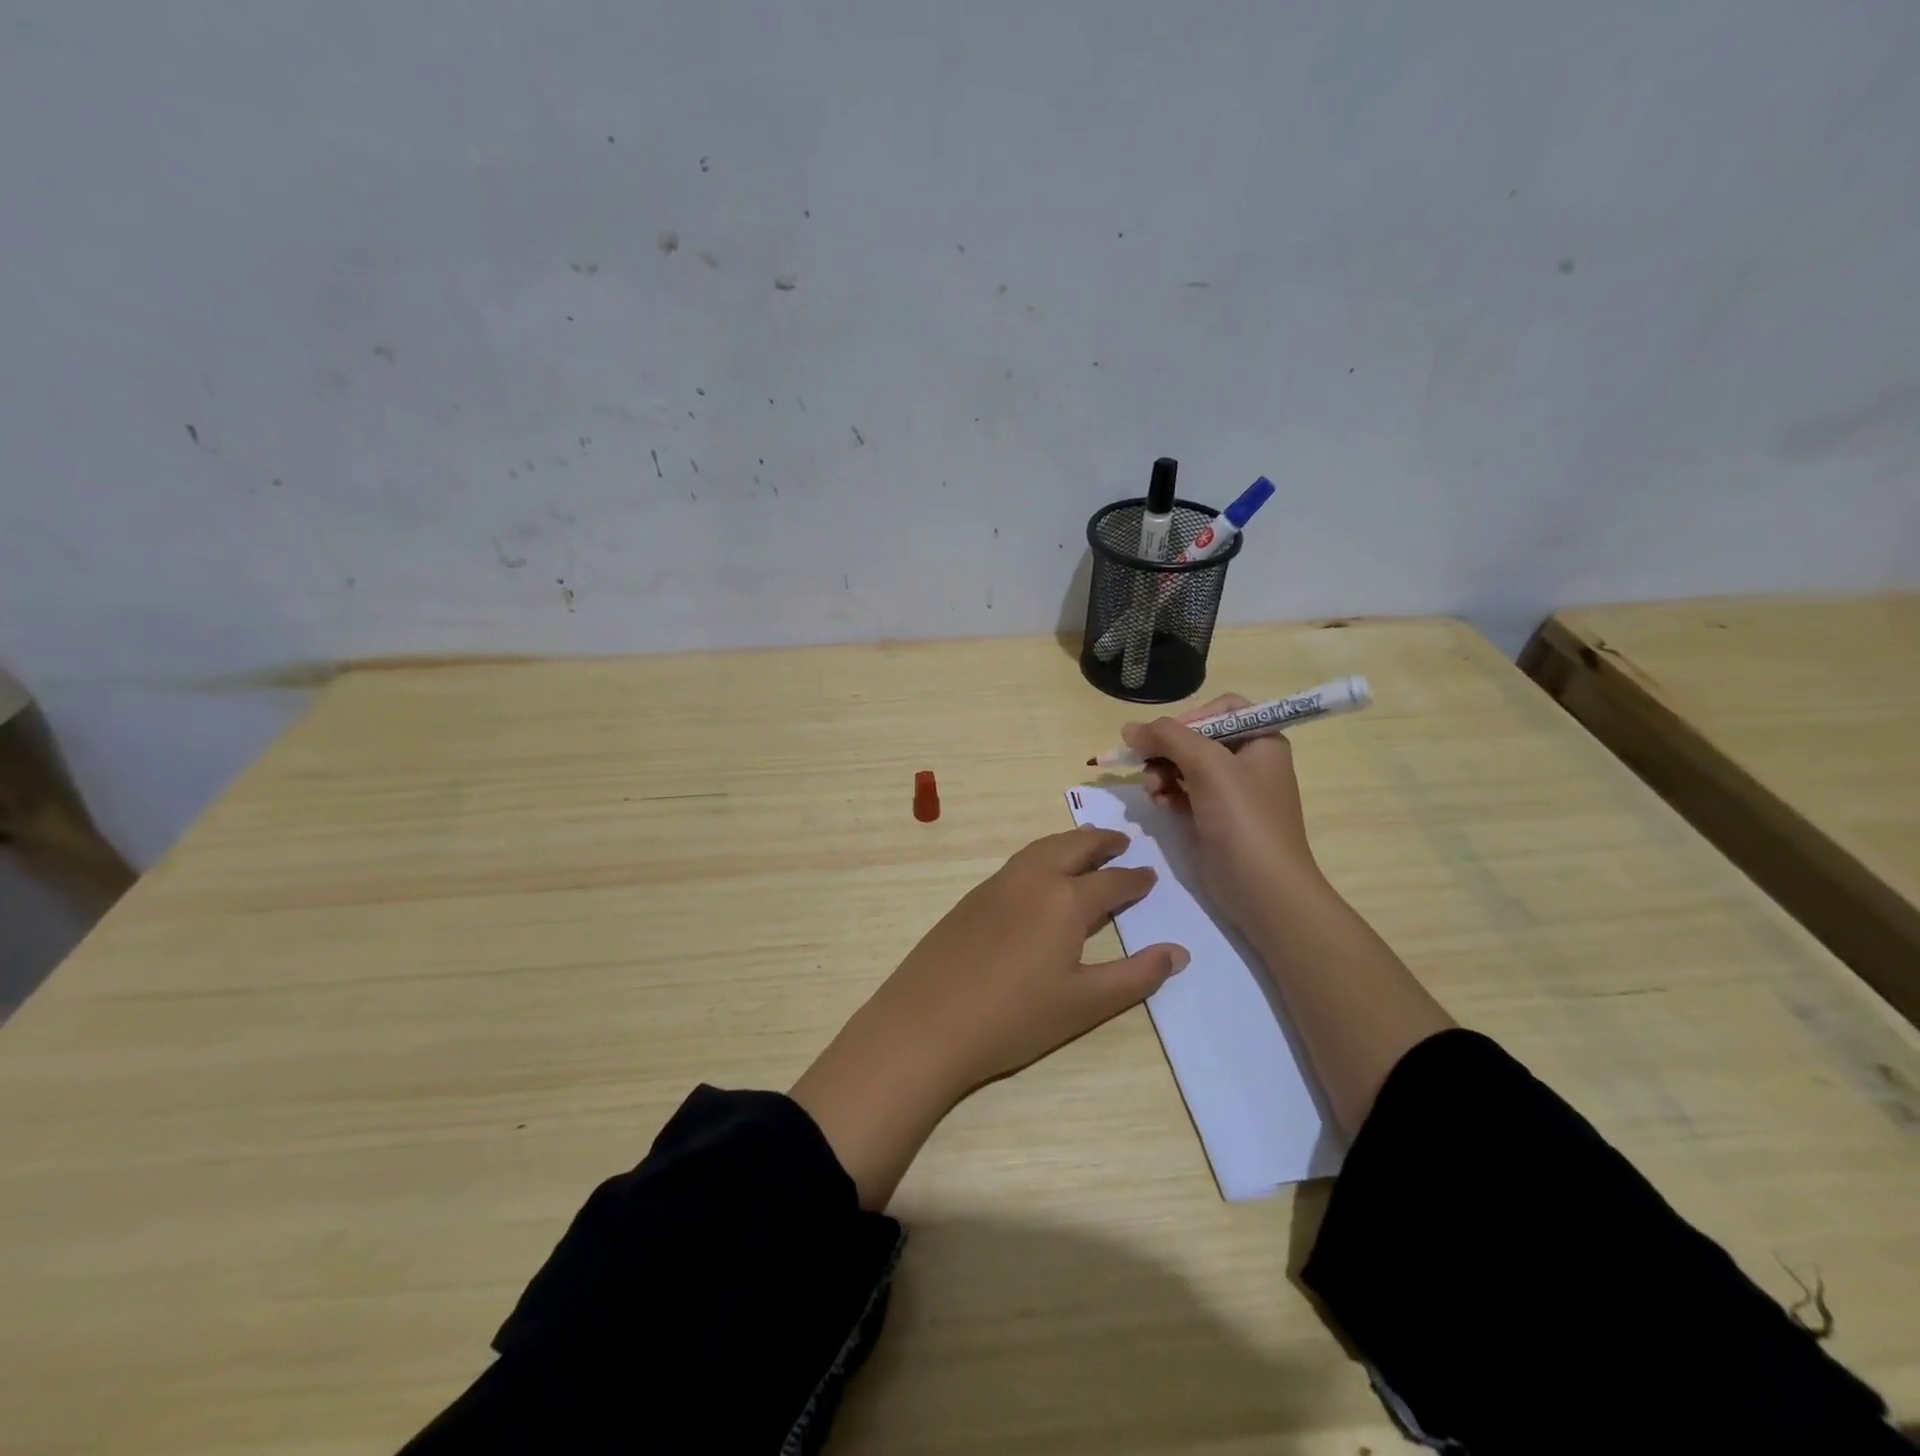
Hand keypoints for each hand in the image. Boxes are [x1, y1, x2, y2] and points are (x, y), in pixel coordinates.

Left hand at [867, 826, 1188, 1092]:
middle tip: (1121, 842)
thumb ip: (1136, 976)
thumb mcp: (1085, 1003)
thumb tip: (1178, 952)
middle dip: (1100, 842)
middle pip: (1073, 847)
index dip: (1134, 879)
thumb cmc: (1015, 1017)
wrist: (928, 1023)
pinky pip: (1017, 863)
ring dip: (1068, 843)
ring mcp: (996, 885)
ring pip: (1040, 849)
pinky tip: (1040, 875)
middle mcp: (1032, 879)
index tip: (1150, 875)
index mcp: (1065, 900)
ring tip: (1085, 848)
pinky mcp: (971, 898)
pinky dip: (1040, 856)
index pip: (1111, 882)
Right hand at [1122, 694, 1321, 934]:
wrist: (1263, 889)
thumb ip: (1167, 737)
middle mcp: (1249, 762)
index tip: (1164, 736)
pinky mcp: (1215, 818)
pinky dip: (1169, 794)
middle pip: (1198, 738)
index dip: (1190, 717)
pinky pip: (1184, 793)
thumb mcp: (1207, 765)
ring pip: (1185, 766)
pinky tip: (1160, 804)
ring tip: (1152, 790)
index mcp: (1262, 741)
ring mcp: (1232, 793)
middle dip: (1168, 750)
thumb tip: (1129, 728)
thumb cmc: (1243, 817)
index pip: (1222, 709)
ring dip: (1162, 773)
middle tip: (1145, 764)